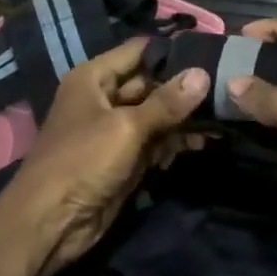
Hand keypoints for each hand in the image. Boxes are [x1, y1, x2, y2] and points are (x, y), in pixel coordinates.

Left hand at [0, 38, 207, 275]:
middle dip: (184, 88)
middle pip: (150, 84)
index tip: (212, 52)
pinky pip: (154, 143)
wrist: (50, 224)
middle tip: (226, 86)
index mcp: (94, 78)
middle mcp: (103, 98)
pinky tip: (202, 144)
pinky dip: (174, 143)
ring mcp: (114, 131)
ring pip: (156, 115)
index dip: (172, 51)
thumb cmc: (82, 161)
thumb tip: (203, 73)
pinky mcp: (123, 160)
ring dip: (183, 119)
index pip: (139, 52)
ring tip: (222, 118)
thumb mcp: (126, 128)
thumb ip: (166, 102)